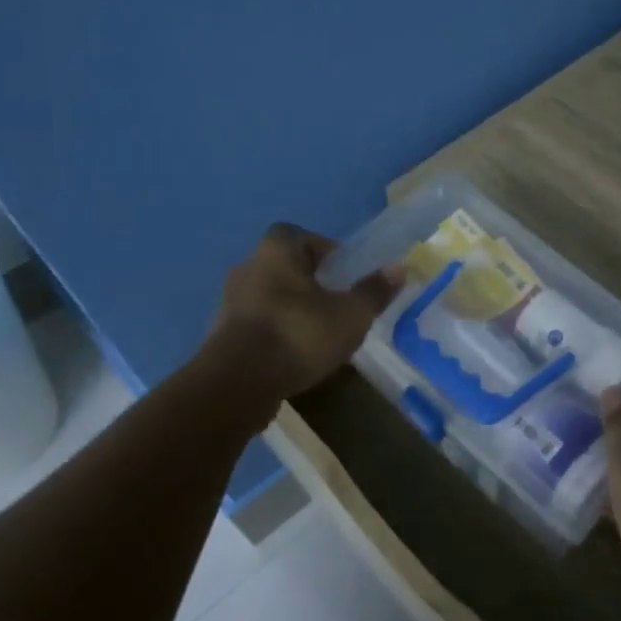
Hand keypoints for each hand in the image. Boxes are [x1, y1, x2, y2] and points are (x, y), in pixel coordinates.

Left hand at [212, 224, 402, 398]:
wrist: (238, 384)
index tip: (344, 275)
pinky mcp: (222, 333)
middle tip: (337, 304)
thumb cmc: (299, 336)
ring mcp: (230, 301)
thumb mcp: (350, 315)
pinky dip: (276, 331)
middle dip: (311, 282)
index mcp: (276, 251)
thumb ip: (374, 291)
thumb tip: (398, 268)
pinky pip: (258, 322)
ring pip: (270, 295)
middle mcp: (248, 267)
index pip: (300, 235)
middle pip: (286, 266)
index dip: (325, 251)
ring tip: (319, 333)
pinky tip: (295, 354)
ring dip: (293, 308)